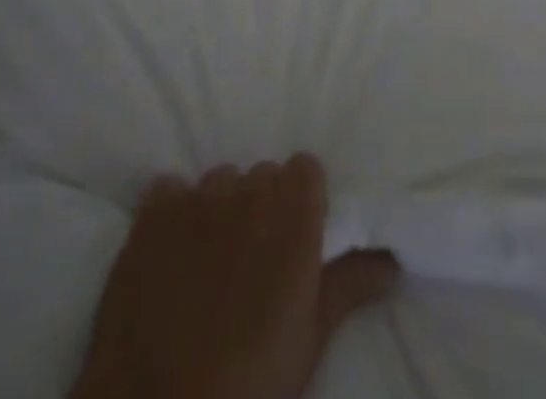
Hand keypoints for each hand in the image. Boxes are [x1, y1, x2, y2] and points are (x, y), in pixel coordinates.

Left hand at [70, 153, 398, 398]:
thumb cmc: (250, 381)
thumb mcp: (309, 339)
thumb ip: (350, 284)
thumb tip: (392, 260)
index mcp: (294, 213)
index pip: (306, 168)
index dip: (303, 199)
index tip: (297, 236)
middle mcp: (249, 189)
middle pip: (263, 176)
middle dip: (262, 208)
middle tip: (254, 263)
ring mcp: (198, 195)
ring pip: (219, 183)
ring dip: (220, 211)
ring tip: (209, 265)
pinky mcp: (153, 209)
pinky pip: (171, 190)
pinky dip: (174, 214)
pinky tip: (170, 255)